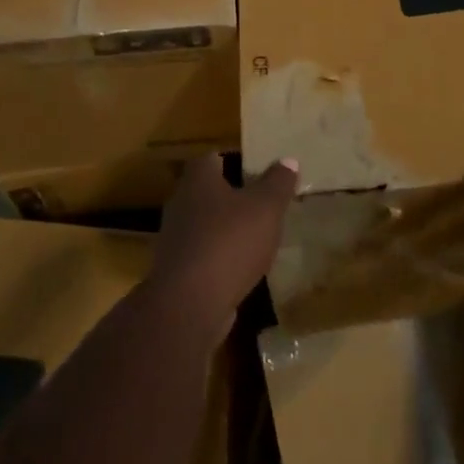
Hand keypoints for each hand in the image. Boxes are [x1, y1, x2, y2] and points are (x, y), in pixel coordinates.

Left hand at [150, 154, 297, 334]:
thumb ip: (278, 182)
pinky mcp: (177, 272)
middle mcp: (181, 204)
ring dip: (226, 229)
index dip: (234, 161)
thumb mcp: (266, 208)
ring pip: (205, 225)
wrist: (189, 304)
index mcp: (198, 180)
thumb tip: (288, 160)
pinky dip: (221, 257)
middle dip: (232, 196)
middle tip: (262, 201)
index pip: (212, 158)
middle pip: (207, 192)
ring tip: (257, 235)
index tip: (257, 169)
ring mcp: (175, 240)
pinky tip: (242, 267)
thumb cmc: (229, 242)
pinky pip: (204, 255)